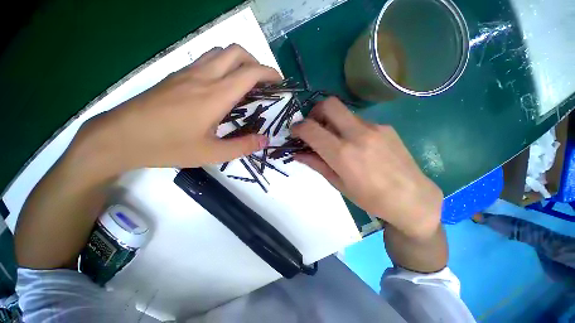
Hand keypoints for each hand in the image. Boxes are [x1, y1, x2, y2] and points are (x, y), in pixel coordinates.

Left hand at [78, 44, 279, 171]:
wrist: (119, 137)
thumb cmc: (168, 146)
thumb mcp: (212, 154)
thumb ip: (243, 147)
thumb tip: (265, 141)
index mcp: (216, 95)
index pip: (250, 73)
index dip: (269, 73)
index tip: (279, 81)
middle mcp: (203, 76)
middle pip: (236, 52)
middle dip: (256, 62)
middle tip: (263, 82)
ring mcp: (187, 73)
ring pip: (219, 52)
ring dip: (238, 61)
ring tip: (245, 81)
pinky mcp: (176, 76)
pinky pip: (206, 60)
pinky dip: (222, 64)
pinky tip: (222, 84)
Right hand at [292, 98, 442, 238]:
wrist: (412, 198)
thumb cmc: (370, 198)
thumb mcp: (338, 183)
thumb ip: (316, 164)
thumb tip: (297, 154)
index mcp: (342, 154)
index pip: (311, 129)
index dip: (298, 127)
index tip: (295, 132)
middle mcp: (357, 134)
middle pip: (329, 104)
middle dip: (315, 112)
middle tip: (313, 126)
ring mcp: (374, 127)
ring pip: (344, 113)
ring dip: (332, 121)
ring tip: (335, 140)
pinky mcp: (385, 127)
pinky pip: (359, 121)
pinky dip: (349, 128)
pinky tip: (356, 144)